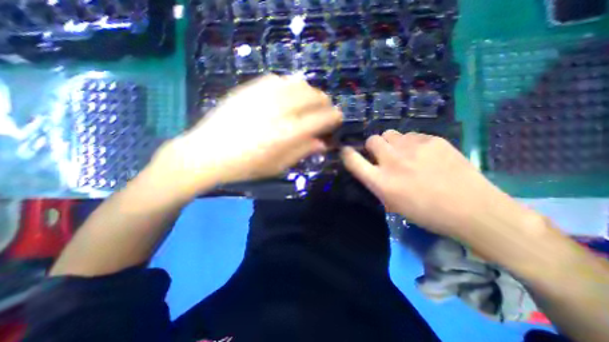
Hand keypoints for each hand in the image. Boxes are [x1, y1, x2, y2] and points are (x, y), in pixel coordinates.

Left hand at [154, 74, 341, 194]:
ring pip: (299, 83)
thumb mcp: (278, 166)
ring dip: (310, 92)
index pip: (323, 118)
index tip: (337, 119)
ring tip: (308, 102)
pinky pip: (279, 79)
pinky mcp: (250, 88)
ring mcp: (265, 95)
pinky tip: (287, 95)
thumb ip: (302, 152)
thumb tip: (322, 143)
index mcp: (289, 133)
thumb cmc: (245, 166)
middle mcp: (281, 110)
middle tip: (324, 111)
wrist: (206, 153)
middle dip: (325, 103)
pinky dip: (290, 85)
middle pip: (314, 96)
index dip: (334, 117)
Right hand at [341, 129, 531, 239]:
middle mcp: (392, 161)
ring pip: (391, 134)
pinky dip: (412, 143)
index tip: (348, 151)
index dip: (347, 153)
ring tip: (405, 154)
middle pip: (372, 140)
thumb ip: (376, 183)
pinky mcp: (433, 140)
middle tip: (384, 155)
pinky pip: (412, 135)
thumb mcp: (392, 203)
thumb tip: (370, 167)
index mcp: (381, 182)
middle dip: (374, 146)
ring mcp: (413, 148)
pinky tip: (425, 155)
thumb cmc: (426, 213)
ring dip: (392, 143)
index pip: (352, 160)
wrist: (471, 209)